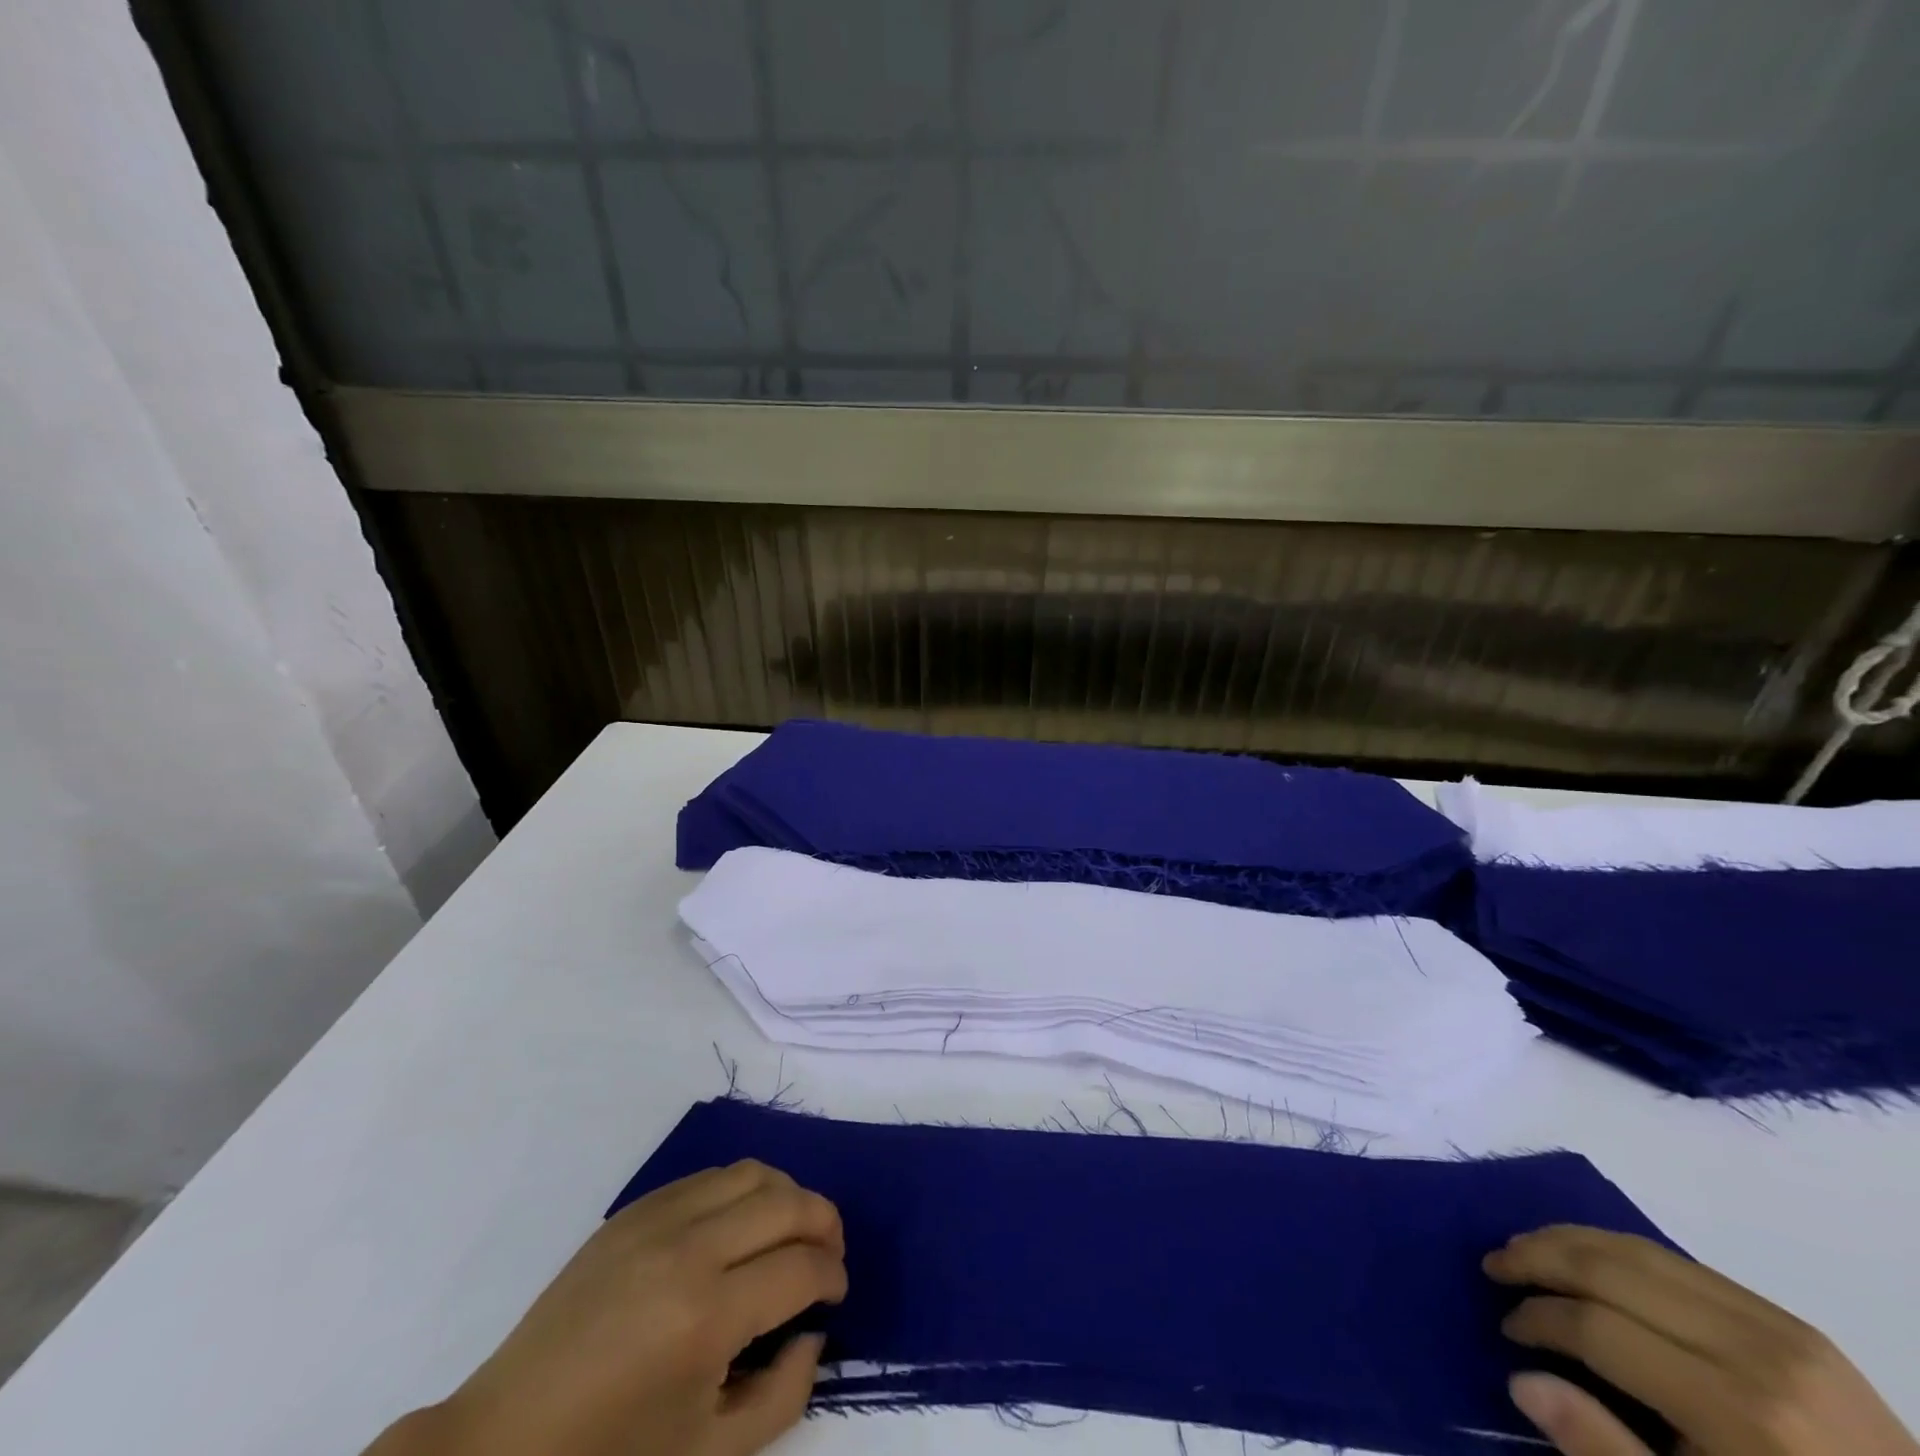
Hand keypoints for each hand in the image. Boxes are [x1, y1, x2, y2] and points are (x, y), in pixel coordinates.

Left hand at [368, 1160, 845, 1455]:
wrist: (500, 1446)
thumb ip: (783, 1395)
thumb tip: (813, 1332)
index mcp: (707, 1317)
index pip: (801, 1268)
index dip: (833, 1276)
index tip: (837, 1293)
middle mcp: (690, 1249)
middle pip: (787, 1204)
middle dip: (825, 1223)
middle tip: (830, 1254)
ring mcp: (658, 1219)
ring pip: (753, 1174)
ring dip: (788, 1196)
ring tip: (793, 1230)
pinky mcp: (634, 1210)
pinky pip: (710, 1176)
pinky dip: (744, 1189)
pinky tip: (741, 1225)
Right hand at [1485, 1225, 1916, 1455]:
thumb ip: (1605, 1451)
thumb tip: (1519, 1379)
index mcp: (1739, 1415)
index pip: (1596, 1327)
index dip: (1537, 1320)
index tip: (1507, 1332)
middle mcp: (1756, 1354)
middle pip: (1610, 1269)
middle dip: (1537, 1258)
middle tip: (1492, 1265)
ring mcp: (1781, 1330)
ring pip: (1638, 1249)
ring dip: (1569, 1240)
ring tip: (1525, 1249)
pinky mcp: (1793, 1323)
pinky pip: (1681, 1262)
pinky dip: (1618, 1249)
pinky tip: (1590, 1259)